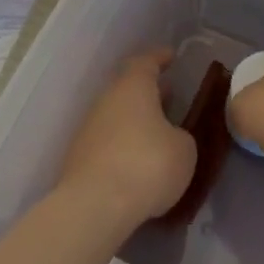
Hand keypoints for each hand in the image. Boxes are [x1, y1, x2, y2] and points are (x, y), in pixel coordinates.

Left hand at [59, 50, 196, 227]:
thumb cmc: (147, 165)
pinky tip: (138, 162)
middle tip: (169, 96)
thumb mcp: (184, 149)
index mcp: (132, 89)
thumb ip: (180, 136)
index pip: (145, 63)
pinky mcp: (79, 159)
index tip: (171, 56)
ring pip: (116, 116)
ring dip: (136, 120)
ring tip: (158, 132)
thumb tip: (169, 138)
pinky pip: (108, 142)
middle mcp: (106, 102)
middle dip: (148, 92)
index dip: (159, 58)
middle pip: (127, 89)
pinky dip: (124, 145)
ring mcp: (88, 130)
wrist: (95, 206)